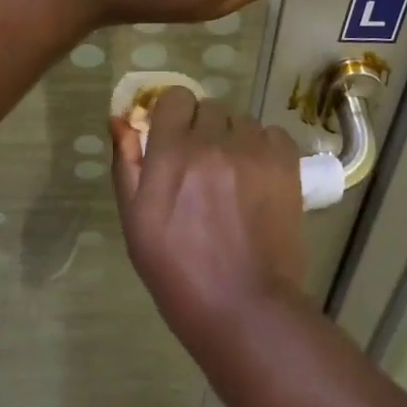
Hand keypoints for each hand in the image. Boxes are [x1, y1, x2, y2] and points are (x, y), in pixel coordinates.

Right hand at [111, 87, 308, 350]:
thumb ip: (127, 164)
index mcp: (172, 152)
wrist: (246, 310)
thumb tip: (121, 119)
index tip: (173, 139)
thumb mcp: (136, 222)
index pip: (174, 97)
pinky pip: (271, 133)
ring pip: (240, 120)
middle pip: (208, 108)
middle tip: (202, 167)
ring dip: (233, 139)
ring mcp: (252, 150)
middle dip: (202, 129)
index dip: (172, 115)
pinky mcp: (285, 163)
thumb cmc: (179, 273)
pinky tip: (259, 177)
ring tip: (233, 176)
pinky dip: (264, 148)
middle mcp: (213, 141)